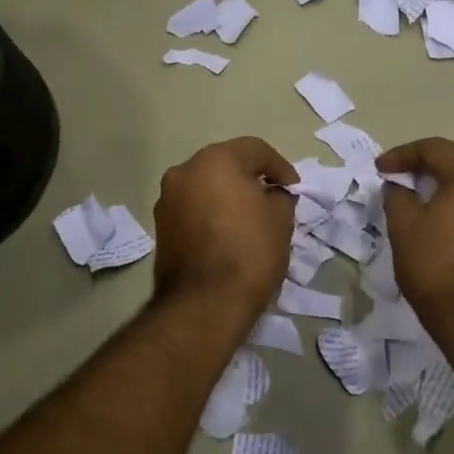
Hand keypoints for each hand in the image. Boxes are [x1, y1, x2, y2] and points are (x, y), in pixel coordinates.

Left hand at [152, 137, 295, 315]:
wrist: (204, 304)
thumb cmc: (249, 253)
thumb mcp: (280, 220)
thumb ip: (280, 196)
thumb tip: (273, 194)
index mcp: (216, 160)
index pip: (255, 149)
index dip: (280, 167)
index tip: (294, 189)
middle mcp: (184, 171)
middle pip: (225, 164)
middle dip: (250, 178)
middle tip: (272, 198)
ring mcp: (167, 199)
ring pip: (206, 186)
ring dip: (227, 195)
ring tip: (249, 218)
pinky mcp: (160, 226)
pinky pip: (193, 208)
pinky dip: (211, 213)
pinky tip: (227, 233)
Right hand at [378, 138, 453, 324]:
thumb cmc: (437, 266)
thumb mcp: (404, 227)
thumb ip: (397, 196)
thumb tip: (398, 186)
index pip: (434, 149)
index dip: (402, 156)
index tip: (380, 170)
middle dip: (427, 169)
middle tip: (400, 180)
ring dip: (448, 188)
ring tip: (421, 202)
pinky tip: (447, 223)